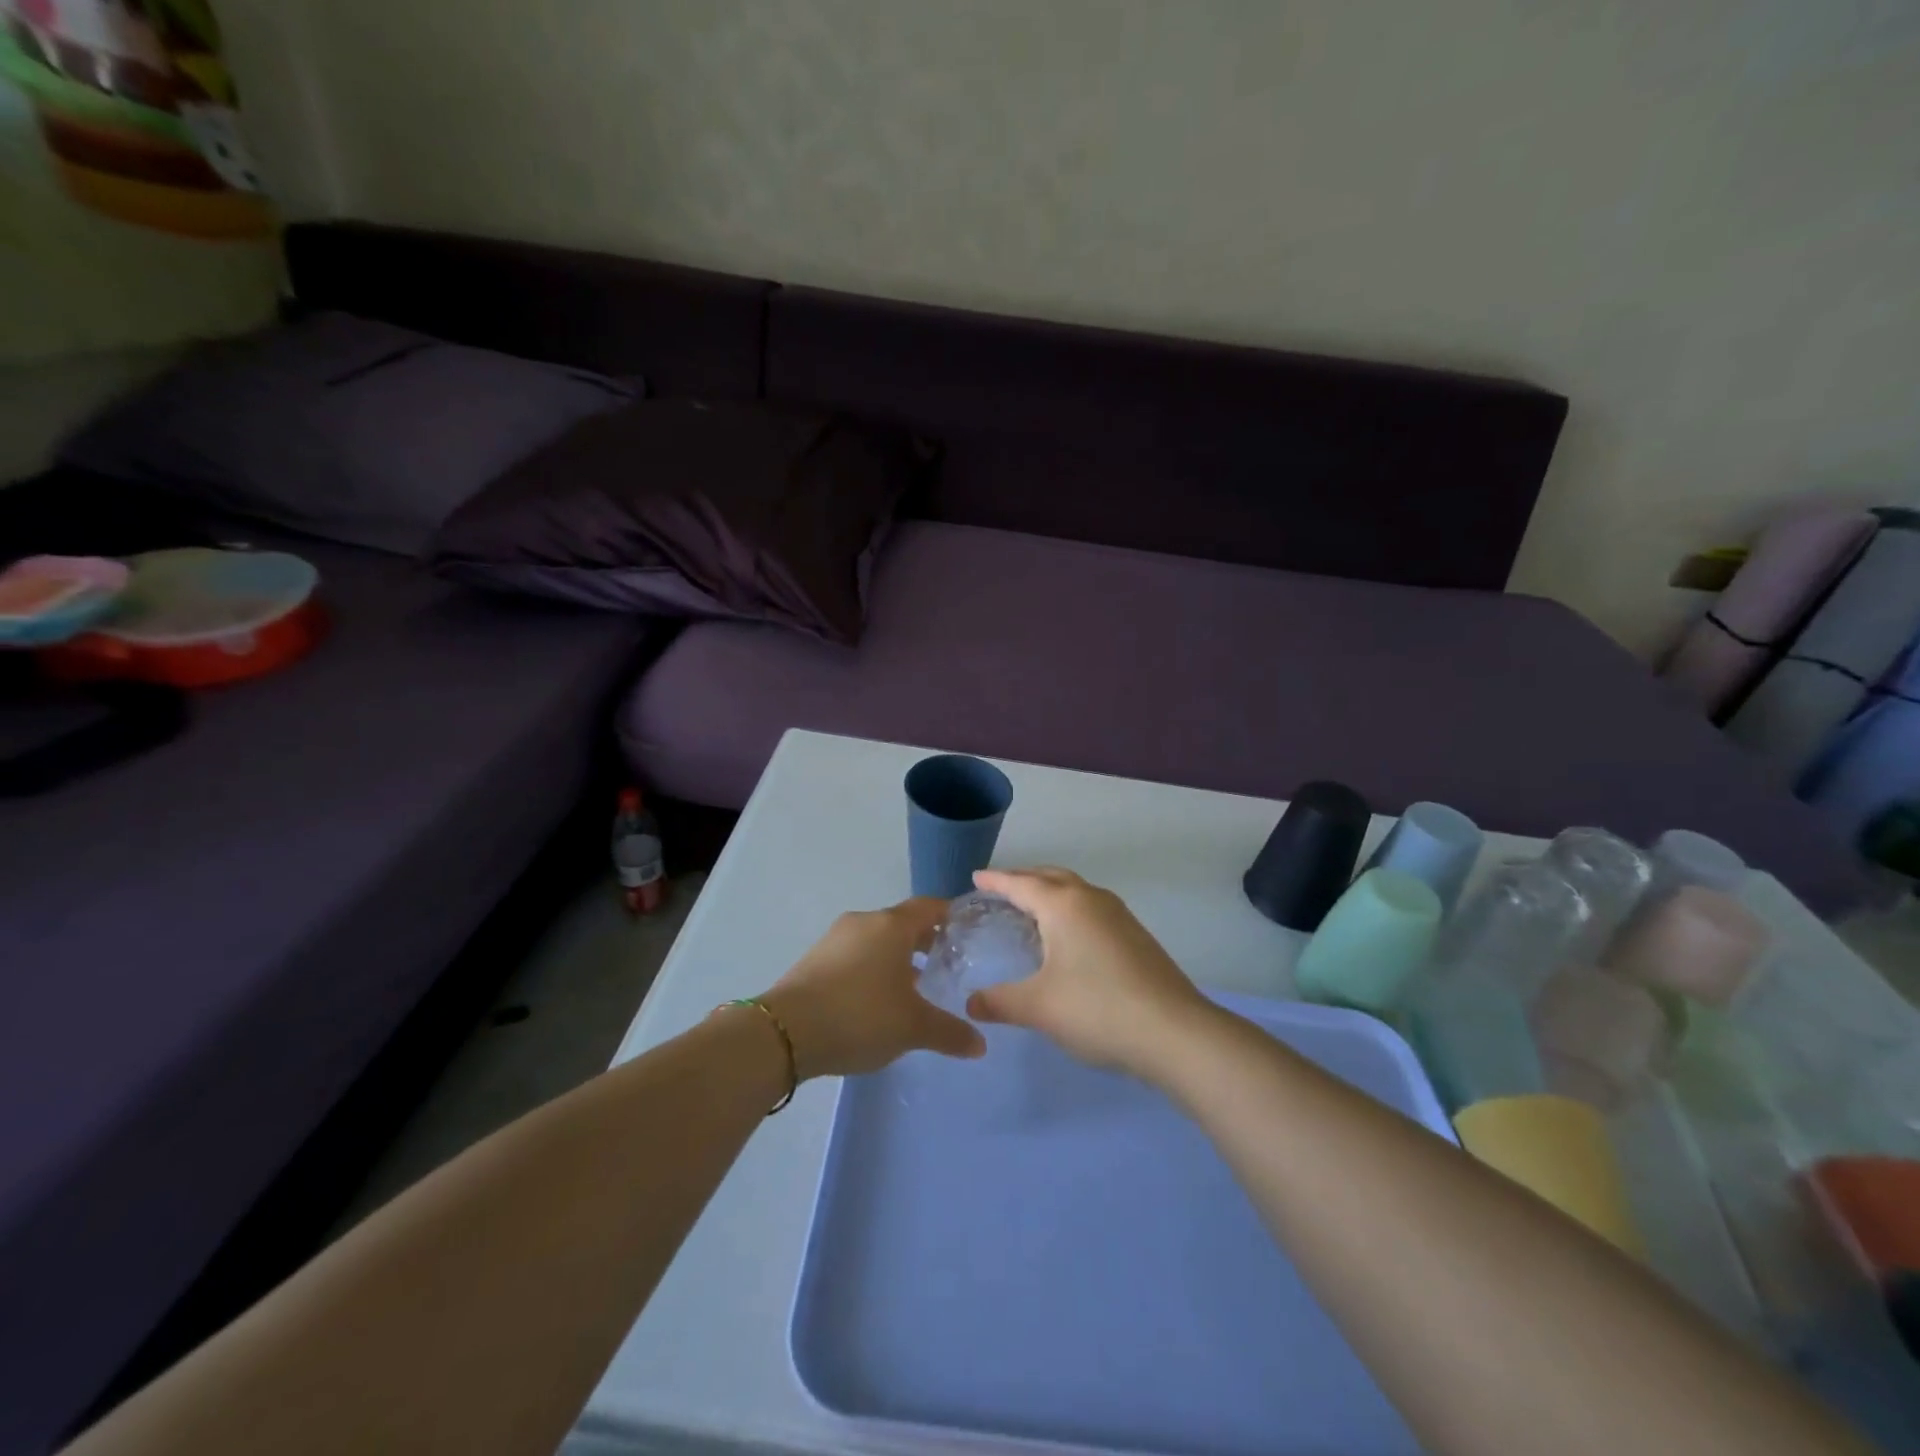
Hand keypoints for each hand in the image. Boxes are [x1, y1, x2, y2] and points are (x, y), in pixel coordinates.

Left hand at [759, 898, 985, 1078]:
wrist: (784, 1033)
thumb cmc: (860, 1016)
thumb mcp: (912, 1028)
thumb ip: (949, 1032)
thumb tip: (980, 1044)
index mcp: (891, 925)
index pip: (929, 907)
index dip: (950, 916)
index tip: (967, 932)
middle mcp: (864, 922)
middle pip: (903, 922)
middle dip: (925, 941)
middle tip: (946, 964)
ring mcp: (835, 938)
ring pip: (877, 940)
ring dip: (897, 957)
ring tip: (914, 988)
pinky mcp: (815, 959)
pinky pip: (855, 955)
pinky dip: (872, 968)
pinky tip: (876, 1000)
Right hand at [967, 868, 1214, 1080]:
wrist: (1174, 1032)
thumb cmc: (1097, 1009)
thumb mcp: (1039, 1007)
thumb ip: (1000, 1002)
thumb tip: (972, 1004)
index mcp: (1064, 905)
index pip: (1021, 884)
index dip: (996, 881)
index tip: (976, 877)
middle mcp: (1091, 899)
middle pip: (1051, 877)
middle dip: (1024, 879)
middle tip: (1000, 889)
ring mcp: (1119, 915)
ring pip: (1075, 891)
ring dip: (1050, 892)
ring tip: (1031, 908)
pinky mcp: (1135, 935)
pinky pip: (1091, 908)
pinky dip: (1069, 910)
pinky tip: (1067, 937)